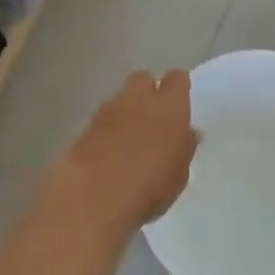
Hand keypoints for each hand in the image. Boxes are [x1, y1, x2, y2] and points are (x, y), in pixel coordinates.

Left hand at [38, 71, 197, 241]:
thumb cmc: (150, 186)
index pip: (177, 79)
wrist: (94, 195)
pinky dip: (108, 128)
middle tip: (154, 117)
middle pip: (143, 79)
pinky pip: (103, 118)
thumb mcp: (179, 174)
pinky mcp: (85, 126)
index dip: (178, 88)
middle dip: (148, 92)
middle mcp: (139, 98)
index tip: (180, 103)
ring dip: (126, 111)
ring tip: (130, 138)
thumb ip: (184, 147)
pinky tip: (110, 150)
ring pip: (121, 98)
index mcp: (169, 105)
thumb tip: (188, 133)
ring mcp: (108, 110)